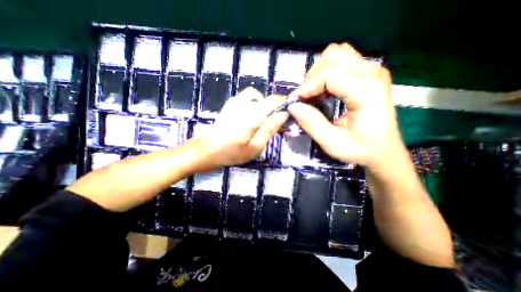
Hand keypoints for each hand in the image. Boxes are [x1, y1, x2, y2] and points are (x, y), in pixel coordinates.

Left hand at [196, 87, 288, 166]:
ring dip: (262, 105)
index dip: (283, 103)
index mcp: (252, 115)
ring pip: (255, 96)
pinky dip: (253, 104)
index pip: (273, 100)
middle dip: (273, 107)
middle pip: (265, 97)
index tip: (288, 112)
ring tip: (262, 119)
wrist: (206, 150)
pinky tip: (250, 117)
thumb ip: (270, 129)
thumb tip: (283, 114)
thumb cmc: (232, 153)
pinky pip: (246, 98)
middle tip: (274, 120)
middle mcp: (244, 104)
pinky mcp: (229, 105)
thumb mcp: (255, 147)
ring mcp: (234, 102)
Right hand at [289, 42, 401, 167]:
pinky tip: (326, 88)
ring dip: (319, 72)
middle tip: (307, 98)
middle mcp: (372, 73)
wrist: (384, 150)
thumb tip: (292, 106)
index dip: (308, 86)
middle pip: (332, 57)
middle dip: (312, 77)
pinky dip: (328, 70)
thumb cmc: (360, 149)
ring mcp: (373, 69)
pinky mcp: (369, 72)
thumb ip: (311, 124)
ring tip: (316, 92)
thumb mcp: (332, 143)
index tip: (297, 101)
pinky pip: (343, 58)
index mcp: (367, 91)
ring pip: (337, 53)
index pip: (329, 74)